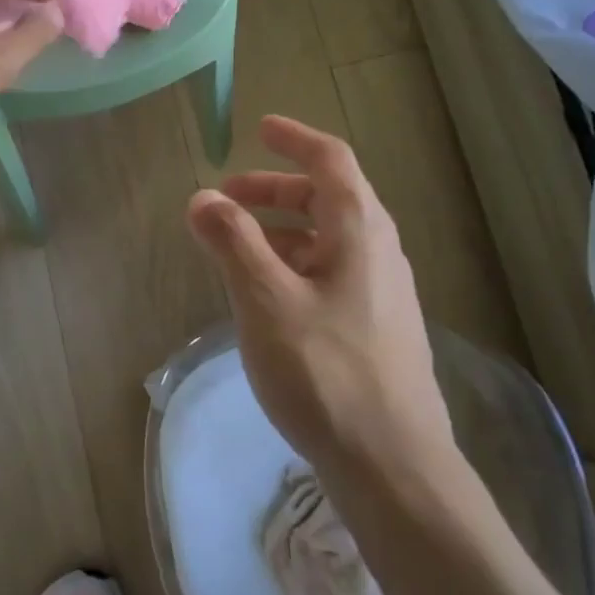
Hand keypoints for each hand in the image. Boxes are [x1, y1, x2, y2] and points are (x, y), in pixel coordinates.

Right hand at [185, 116, 455, 484]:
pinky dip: (294, 264)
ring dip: (281, 229)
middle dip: (276, 189)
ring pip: (328, 239)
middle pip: (328, 198)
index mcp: (360, 230)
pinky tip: (267, 296)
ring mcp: (382, 292)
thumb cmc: (326, 372)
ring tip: (236, 247)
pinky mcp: (376, 328)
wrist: (393, 465)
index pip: (330, 161)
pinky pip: (331, 273)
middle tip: (228, 197)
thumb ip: (232, 242)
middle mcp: (379, 251)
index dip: (294, 139)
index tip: (260, 129)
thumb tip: (202, 197)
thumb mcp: (266, 300)